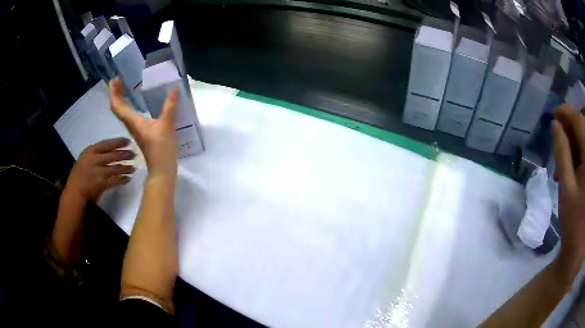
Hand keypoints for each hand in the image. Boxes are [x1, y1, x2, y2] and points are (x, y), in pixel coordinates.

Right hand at [66, 138, 135, 201]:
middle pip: (113, 155)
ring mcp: (99, 172)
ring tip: (133, 168)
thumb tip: (111, 150)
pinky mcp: (102, 184)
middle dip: (125, 154)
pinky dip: (123, 179)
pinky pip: (115, 180)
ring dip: (126, 168)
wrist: (75, 192)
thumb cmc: (79, 175)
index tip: (127, 141)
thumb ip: (95, 154)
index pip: (106, 144)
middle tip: (134, 154)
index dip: (118, 142)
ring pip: (116, 168)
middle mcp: (95, 160)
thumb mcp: (84, 159)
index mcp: (90, 151)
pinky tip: (128, 179)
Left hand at [109, 77, 177, 177]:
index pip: (117, 105)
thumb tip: (174, 88)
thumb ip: (169, 106)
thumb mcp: (167, 124)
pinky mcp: (139, 131)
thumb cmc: (161, 148)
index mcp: (133, 121)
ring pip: (121, 111)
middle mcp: (130, 123)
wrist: (161, 168)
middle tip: (118, 79)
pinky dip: (127, 105)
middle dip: (115, 92)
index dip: (114, 92)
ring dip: (120, 98)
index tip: (115, 79)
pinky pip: (128, 115)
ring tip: (123, 86)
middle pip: (117, 107)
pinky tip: (134, 101)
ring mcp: (134, 128)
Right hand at [552, 104, 584, 267]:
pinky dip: (581, 153)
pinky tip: (575, 167)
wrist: (578, 250)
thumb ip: (562, 154)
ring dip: (576, 143)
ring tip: (567, 162)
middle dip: (571, 130)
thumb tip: (555, 125)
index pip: (578, 120)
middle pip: (582, 125)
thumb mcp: (566, 189)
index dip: (566, 114)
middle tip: (560, 144)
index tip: (554, 116)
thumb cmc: (574, 224)